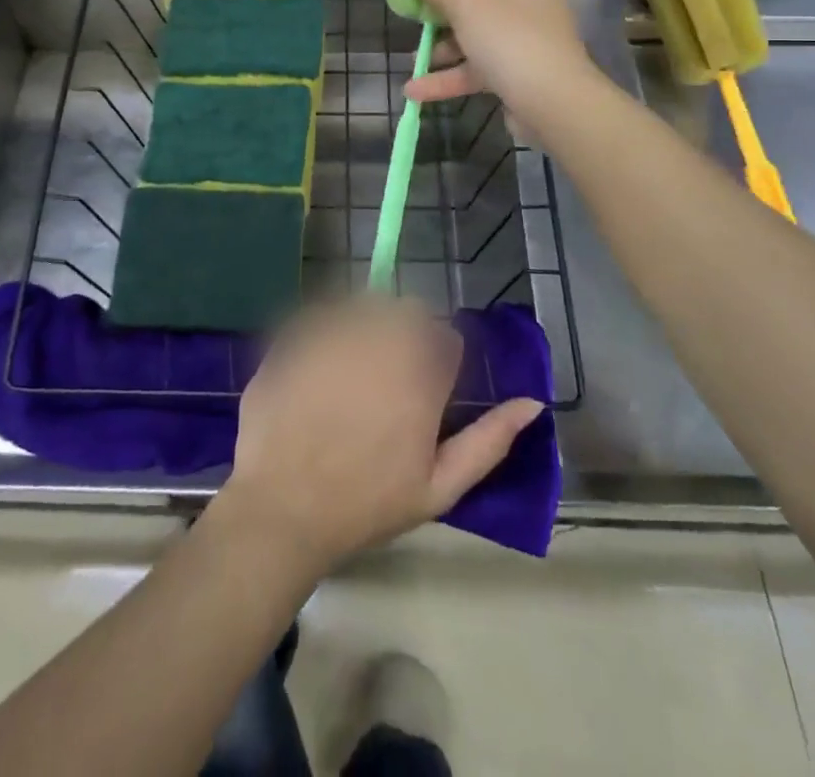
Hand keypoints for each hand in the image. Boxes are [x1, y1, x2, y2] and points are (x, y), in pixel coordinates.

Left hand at [215, 300, 543, 571]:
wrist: (281, 508)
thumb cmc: (366, 504)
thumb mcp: (438, 488)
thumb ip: (490, 442)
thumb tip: (533, 403)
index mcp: (420, 376)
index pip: (445, 336)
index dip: (439, 358)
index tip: (425, 387)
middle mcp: (379, 341)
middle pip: (406, 310)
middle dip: (406, 334)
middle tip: (389, 376)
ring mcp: (332, 333)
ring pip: (364, 305)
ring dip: (367, 325)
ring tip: (353, 369)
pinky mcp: (294, 334)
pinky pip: (321, 312)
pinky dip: (326, 328)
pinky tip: (319, 366)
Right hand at [402, 0, 597, 124]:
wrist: (550, 102)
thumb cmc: (510, 35)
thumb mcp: (465, 2)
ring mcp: (525, 38)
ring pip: (481, 32)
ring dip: (447, 43)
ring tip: (413, 53)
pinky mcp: (517, 73)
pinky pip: (479, 69)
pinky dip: (449, 78)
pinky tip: (414, 90)